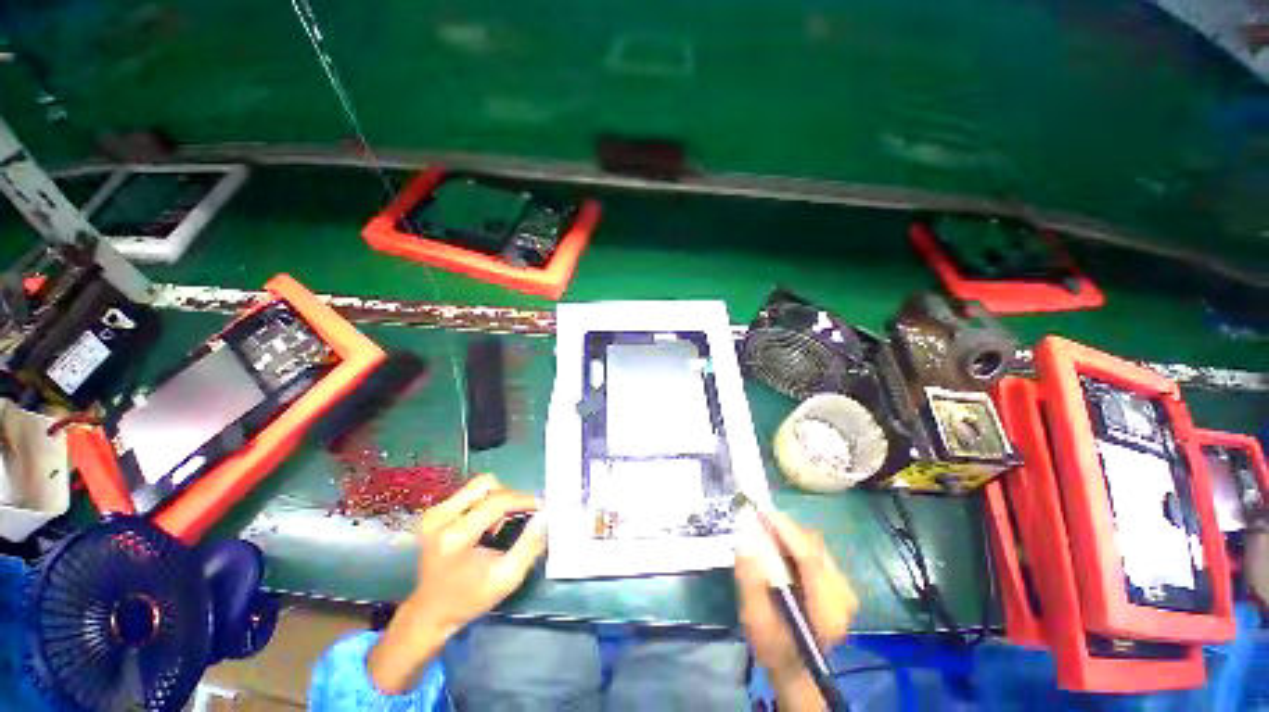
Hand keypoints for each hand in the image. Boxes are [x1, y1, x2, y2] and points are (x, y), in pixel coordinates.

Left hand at [368, 475, 545, 693]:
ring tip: (503, 521)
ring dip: (498, 497)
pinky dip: (487, 502)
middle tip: (522, 515)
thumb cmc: (469, 598)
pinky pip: (470, 493)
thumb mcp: (505, 579)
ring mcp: (435, 513)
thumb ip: (529, 546)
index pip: (496, 501)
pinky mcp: (435, 512)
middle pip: (487, 485)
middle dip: (511, 496)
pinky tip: (488, 523)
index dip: (524, 499)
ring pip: (479, 485)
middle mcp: (440, 518)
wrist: (429, 611)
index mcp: (455, 537)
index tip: (542, 506)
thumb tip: (545, 516)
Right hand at [734, 508, 855, 709]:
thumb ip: (751, 584)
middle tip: (758, 520)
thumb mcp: (756, 621)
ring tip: (765, 531)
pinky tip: (779, 544)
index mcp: (827, 610)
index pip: (810, 558)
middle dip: (785, 528)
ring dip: (789, 534)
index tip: (762, 512)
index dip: (786, 530)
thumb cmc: (773, 647)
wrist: (795, 666)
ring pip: (815, 545)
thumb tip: (746, 545)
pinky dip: (795, 541)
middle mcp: (843, 596)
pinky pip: (815, 550)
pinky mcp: (838, 583)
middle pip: (814, 547)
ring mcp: (844, 589)